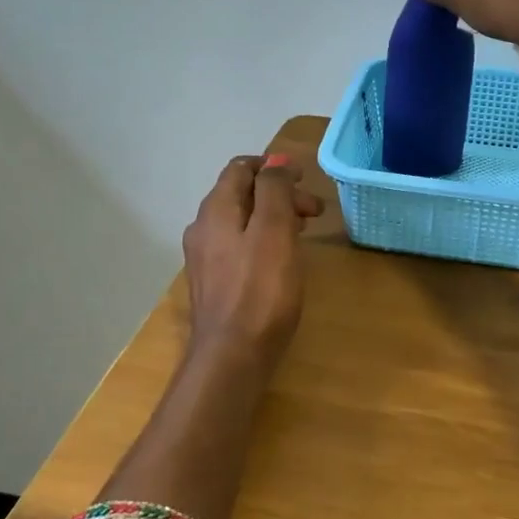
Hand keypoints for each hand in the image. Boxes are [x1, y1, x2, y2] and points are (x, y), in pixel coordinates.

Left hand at [181, 155, 322, 366]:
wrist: (232, 356)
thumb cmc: (260, 290)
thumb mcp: (274, 230)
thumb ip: (274, 190)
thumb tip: (276, 163)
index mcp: (216, 210)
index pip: (241, 168)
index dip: (274, 167)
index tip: (305, 180)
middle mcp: (203, 227)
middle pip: (242, 194)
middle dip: (279, 194)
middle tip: (315, 212)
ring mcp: (205, 257)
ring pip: (242, 221)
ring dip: (273, 217)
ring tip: (303, 232)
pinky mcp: (213, 282)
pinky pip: (239, 245)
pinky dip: (263, 239)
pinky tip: (281, 258)